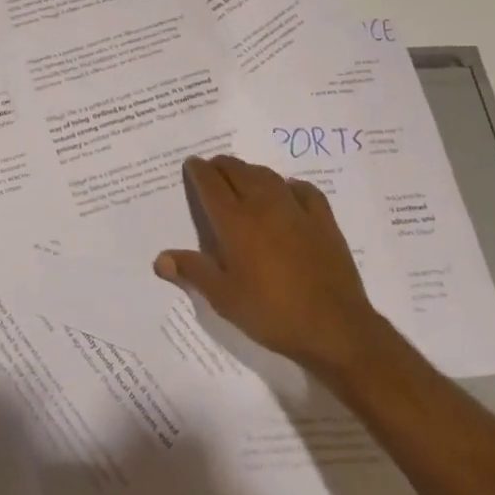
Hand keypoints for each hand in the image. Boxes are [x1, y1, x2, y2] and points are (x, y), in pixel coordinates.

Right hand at [154, 154, 387, 384]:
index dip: (198, 170)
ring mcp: (295, 209)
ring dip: (250, 172)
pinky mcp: (323, 220)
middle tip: (212, 172)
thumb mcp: (224, 298)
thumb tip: (159, 259)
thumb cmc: (272, 313)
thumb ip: (193, 272)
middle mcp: (262, 205)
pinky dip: (289, 185)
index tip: (191, 165)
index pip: (210, 182)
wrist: (335, 329)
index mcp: (234, 221)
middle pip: (237, 170)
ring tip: (243, 179)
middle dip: (220, 166)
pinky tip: (287, 193)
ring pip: (267, 175)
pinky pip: (303, 189)